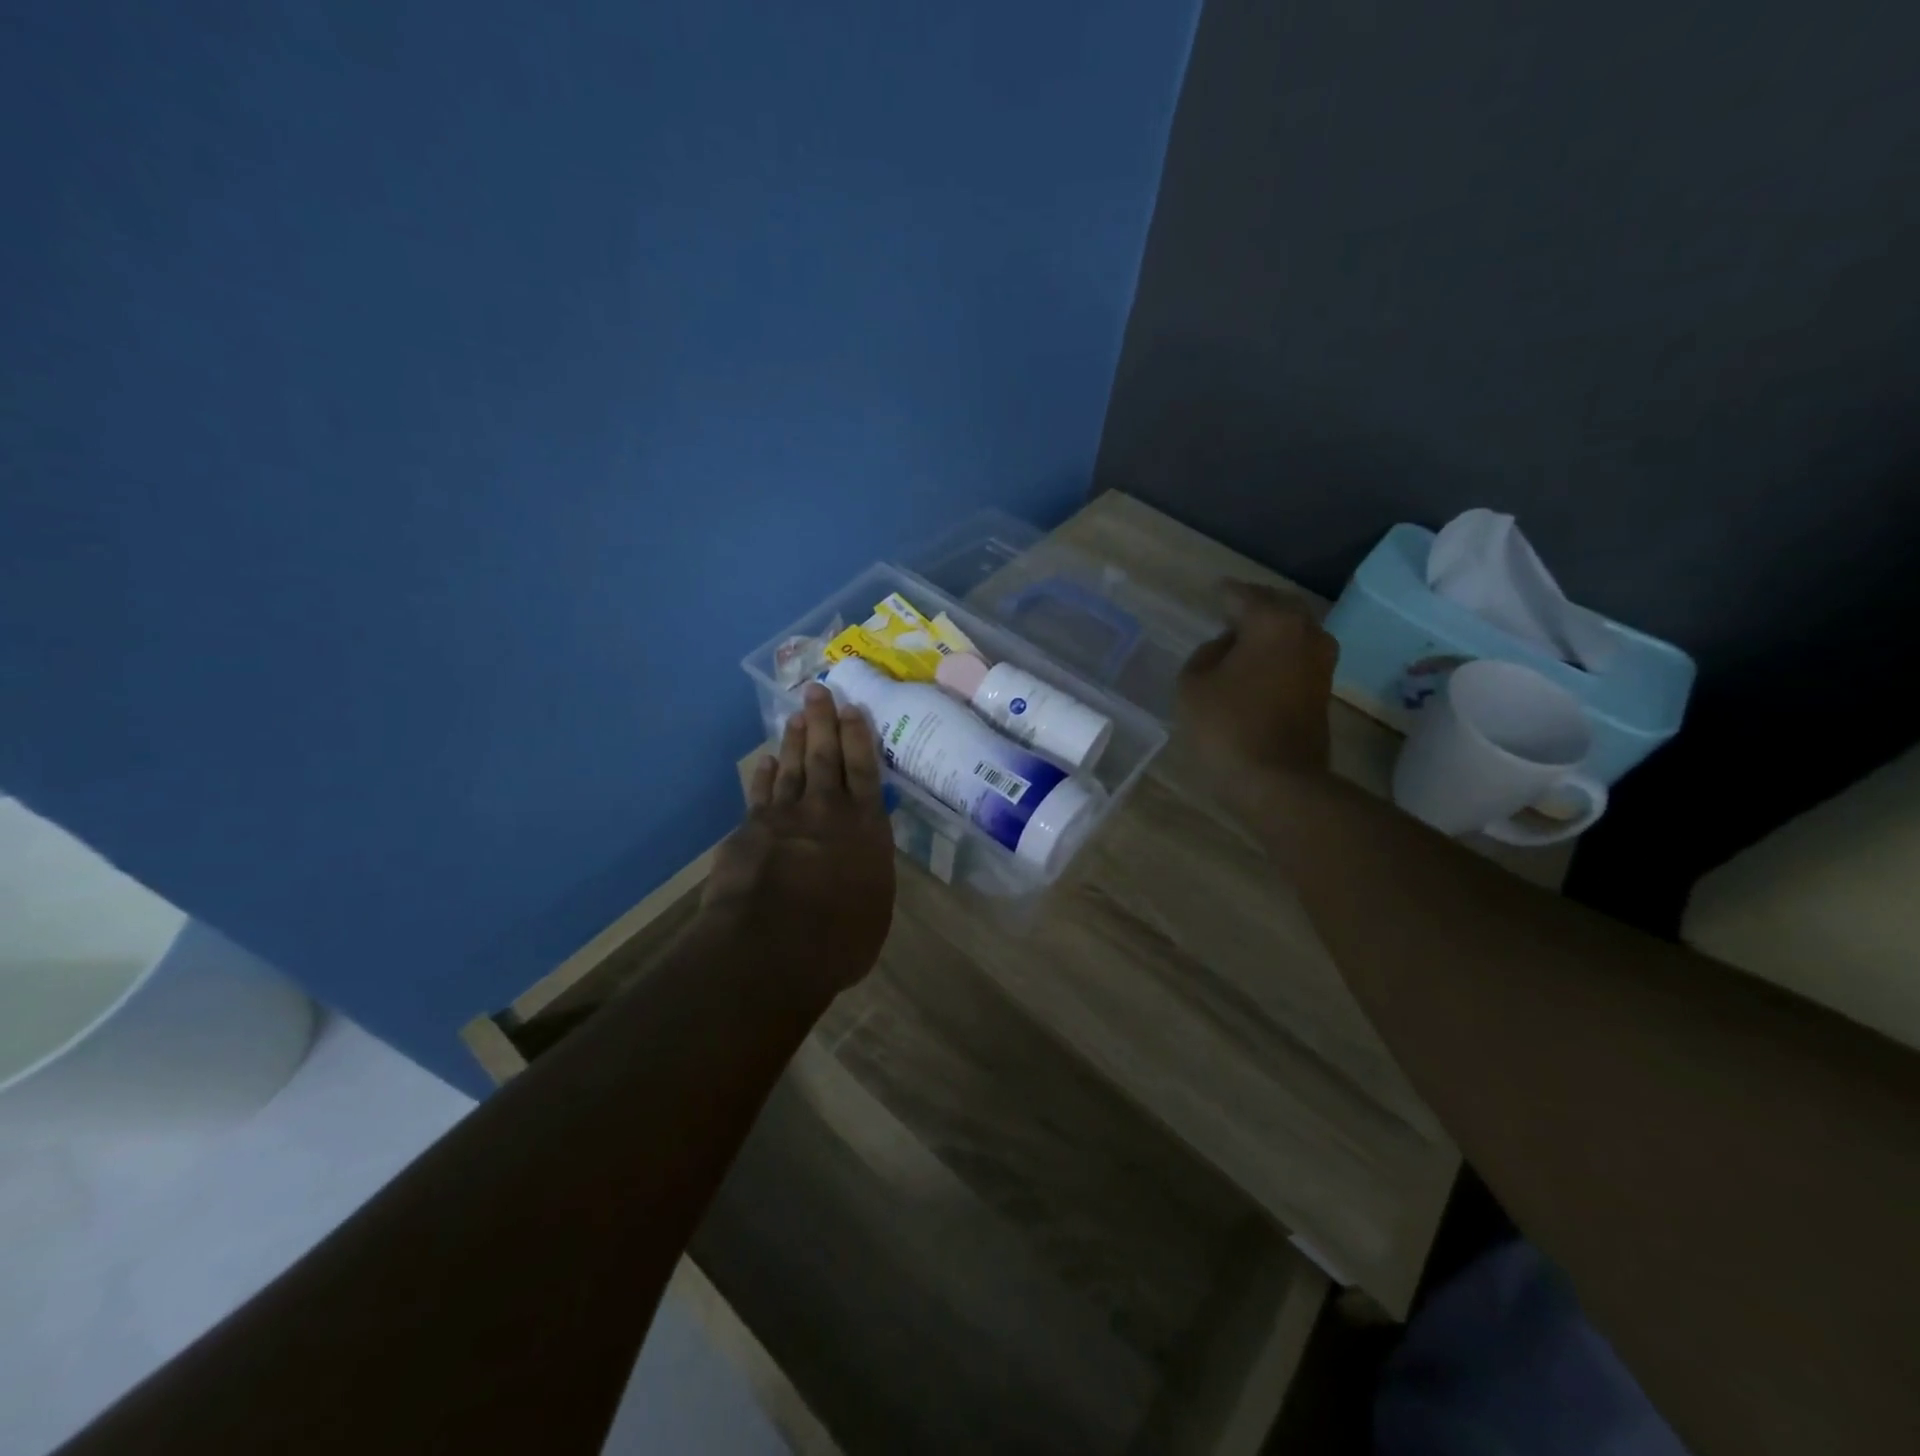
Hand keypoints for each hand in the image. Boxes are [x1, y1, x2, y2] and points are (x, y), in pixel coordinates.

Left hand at [701, 683, 896, 997]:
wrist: (771, 946)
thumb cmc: (839, 939)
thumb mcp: (874, 909)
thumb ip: (868, 875)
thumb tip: (861, 863)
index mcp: (867, 829)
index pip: (865, 772)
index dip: (859, 738)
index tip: (854, 709)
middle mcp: (828, 812)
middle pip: (827, 757)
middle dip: (824, 722)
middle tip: (818, 690)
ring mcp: (785, 817)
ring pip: (794, 767)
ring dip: (796, 740)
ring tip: (797, 716)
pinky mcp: (750, 830)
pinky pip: (760, 793)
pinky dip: (764, 775)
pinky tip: (766, 760)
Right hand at [1177, 582, 1337, 779]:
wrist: (1278, 781)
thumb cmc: (1228, 727)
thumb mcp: (1193, 685)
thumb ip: (1205, 655)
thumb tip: (1224, 647)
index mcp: (1271, 622)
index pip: (1243, 595)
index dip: (1223, 594)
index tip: (1210, 593)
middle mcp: (1305, 632)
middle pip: (1278, 605)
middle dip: (1254, 604)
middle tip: (1228, 610)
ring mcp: (1321, 661)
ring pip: (1294, 630)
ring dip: (1270, 629)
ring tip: (1241, 638)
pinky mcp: (1322, 689)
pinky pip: (1298, 654)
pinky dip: (1279, 651)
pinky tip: (1257, 663)